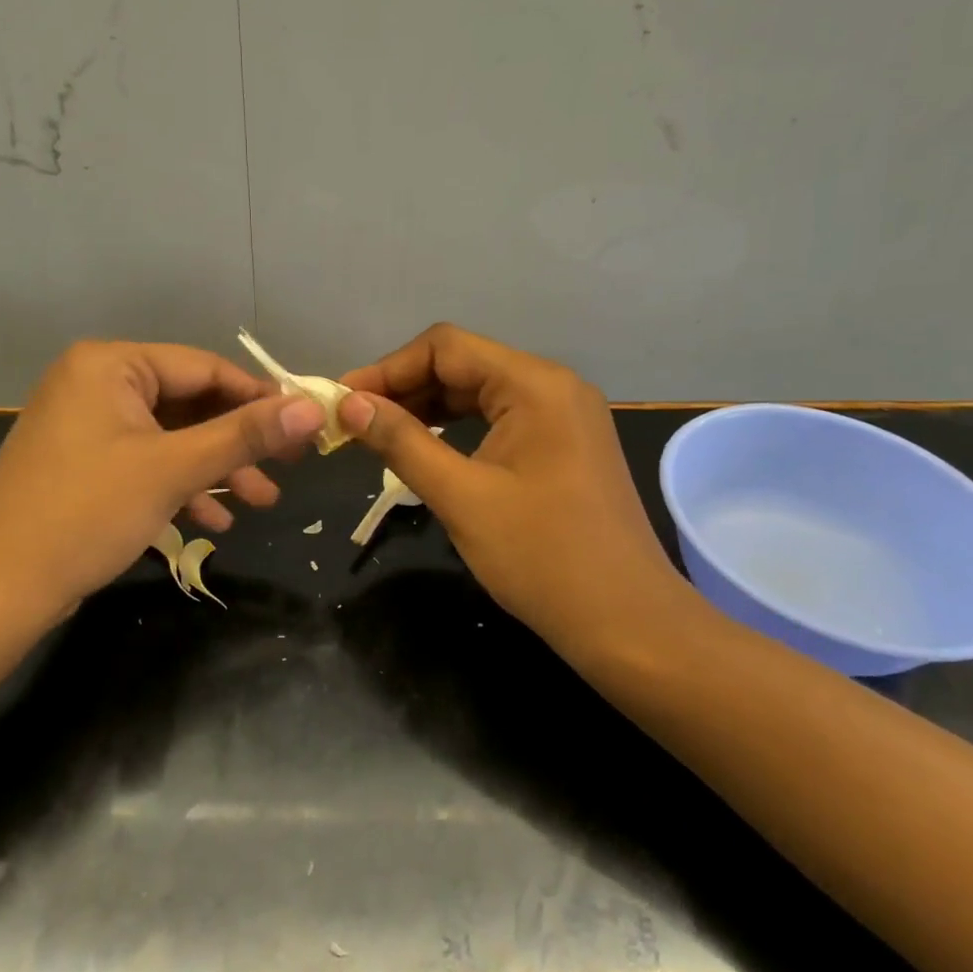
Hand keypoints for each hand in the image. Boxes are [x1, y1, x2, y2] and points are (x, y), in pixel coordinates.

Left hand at [0, 341, 324, 624]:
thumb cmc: (86, 513)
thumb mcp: (173, 469)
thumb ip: (244, 436)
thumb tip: (311, 408)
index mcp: (110, 364)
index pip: (204, 367)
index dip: (258, 397)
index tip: (303, 426)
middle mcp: (95, 382)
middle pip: (188, 403)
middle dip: (237, 443)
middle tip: (288, 469)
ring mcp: (86, 425)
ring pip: (170, 437)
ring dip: (216, 469)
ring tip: (261, 503)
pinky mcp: (82, 463)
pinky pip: (145, 461)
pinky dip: (180, 485)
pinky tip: (214, 520)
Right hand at [338, 324, 701, 647]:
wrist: (628, 624)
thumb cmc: (543, 558)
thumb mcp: (461, 497)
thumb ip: (402, 442)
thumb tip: (349, 404)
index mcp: (535, 385)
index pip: (446, 347)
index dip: (388, 369)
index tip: (344, 401)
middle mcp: (553, 386)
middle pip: (463, 364)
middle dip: (405, 388)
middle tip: (354, 421)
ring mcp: (564, 415)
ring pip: (480, 391)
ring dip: (428, 408)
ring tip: (379, 434)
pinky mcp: (564, 444)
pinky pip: (500, 417)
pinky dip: (458, 427)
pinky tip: (427, 447)